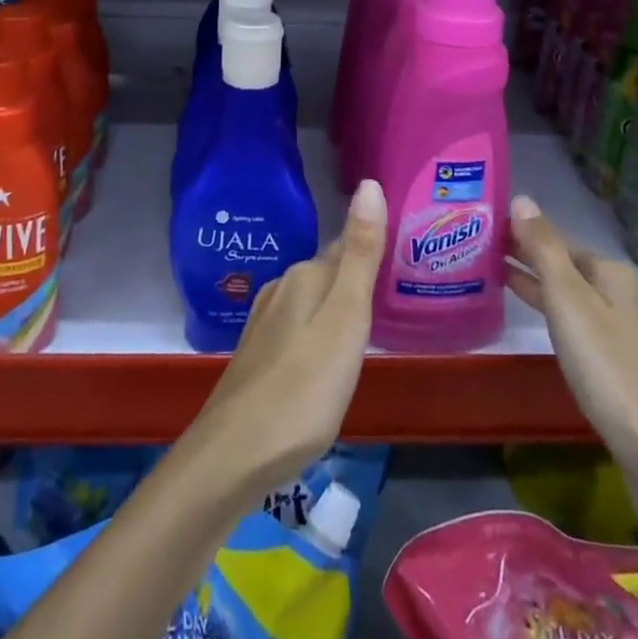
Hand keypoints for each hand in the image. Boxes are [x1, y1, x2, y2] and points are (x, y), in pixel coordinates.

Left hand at [192, 178, 387, 495]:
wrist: (233, 455)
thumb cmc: (303, 388)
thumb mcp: (345, 319)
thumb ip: (360, 254)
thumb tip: (369, 183)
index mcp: (305, 277)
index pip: (348, 247)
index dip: (374, 249)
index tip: (403, 254)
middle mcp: (281, 290)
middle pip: (329, 273)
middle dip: (357, 277)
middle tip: (395, 292)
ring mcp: (265, 324)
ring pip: (312, 302)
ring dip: (337, 307)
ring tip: (368, 326)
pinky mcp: (258, 357)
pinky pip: (298, 330)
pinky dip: (319, 334)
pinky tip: (328, 359)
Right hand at [505, 195, 637, 462]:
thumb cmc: (608, 368)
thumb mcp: (568, 301)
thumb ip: (544, 249)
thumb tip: (522, 199)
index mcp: (614, 274)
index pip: (559, 242)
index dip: (523, 235)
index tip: (486, 231)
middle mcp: (628, 295)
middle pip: (570, 269)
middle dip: (531, 259)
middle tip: (484, 253)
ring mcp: (633, 333)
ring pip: (577, 298)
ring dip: (542, 288)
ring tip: (501, 282)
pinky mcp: (632, 367)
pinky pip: (586, 326)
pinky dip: (559, 317)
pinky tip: (547, 328)